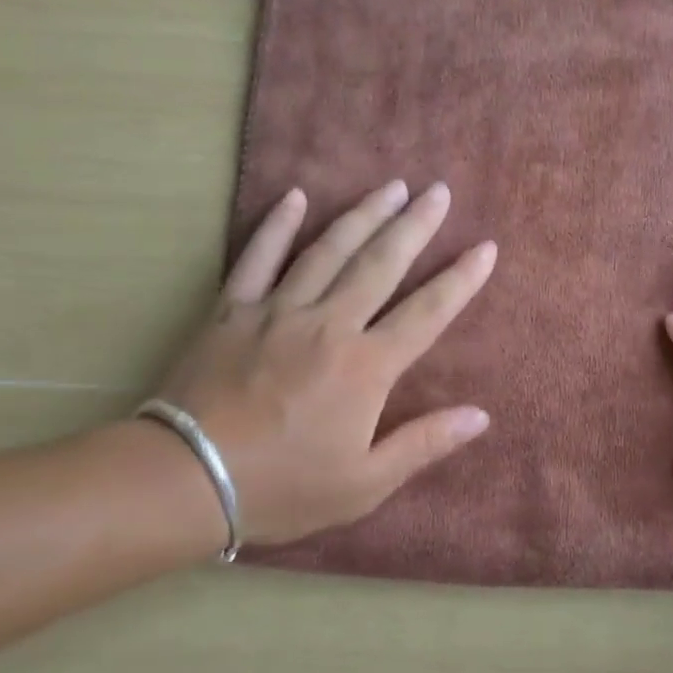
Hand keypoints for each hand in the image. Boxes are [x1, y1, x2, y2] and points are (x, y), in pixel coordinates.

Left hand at [151, 179, 496, 548]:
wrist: (186, 479)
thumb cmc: (284, 487)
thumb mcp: (365, 482)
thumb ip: (425, 444)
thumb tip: (481, 416)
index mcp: (367, 366)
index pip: (427, 312)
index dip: (461, 280)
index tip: (486, 247)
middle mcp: (330, 325)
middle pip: (381, 264)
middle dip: (415, 225)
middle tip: (439, 191)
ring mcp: (278, 311)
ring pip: (329, 250)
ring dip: (363, 214)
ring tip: (391, 185)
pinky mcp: (232, 311)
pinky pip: (258, 257)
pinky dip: (277, 225)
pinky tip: (296, 197)